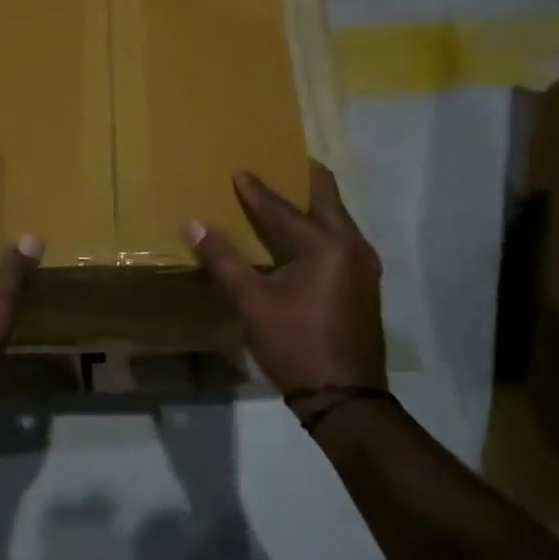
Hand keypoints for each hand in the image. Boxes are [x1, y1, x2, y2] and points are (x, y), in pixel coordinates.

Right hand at [185, 162, 386, 399]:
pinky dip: (321, 228)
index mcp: (326, 245)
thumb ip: (224, 260)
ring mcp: (364, 267)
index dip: (257, 191)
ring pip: (337, 220)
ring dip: (313, 204)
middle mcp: (352, 246)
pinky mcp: (364, 285)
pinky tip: (301, 237)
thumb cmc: (296, 344)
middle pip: (327, 198)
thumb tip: (193, 224)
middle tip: (281, 160)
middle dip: (303, 177)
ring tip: (287, 195)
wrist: (346, 399)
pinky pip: (341, 240)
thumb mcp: (253, 302)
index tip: (239, 171)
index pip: (282, 208)